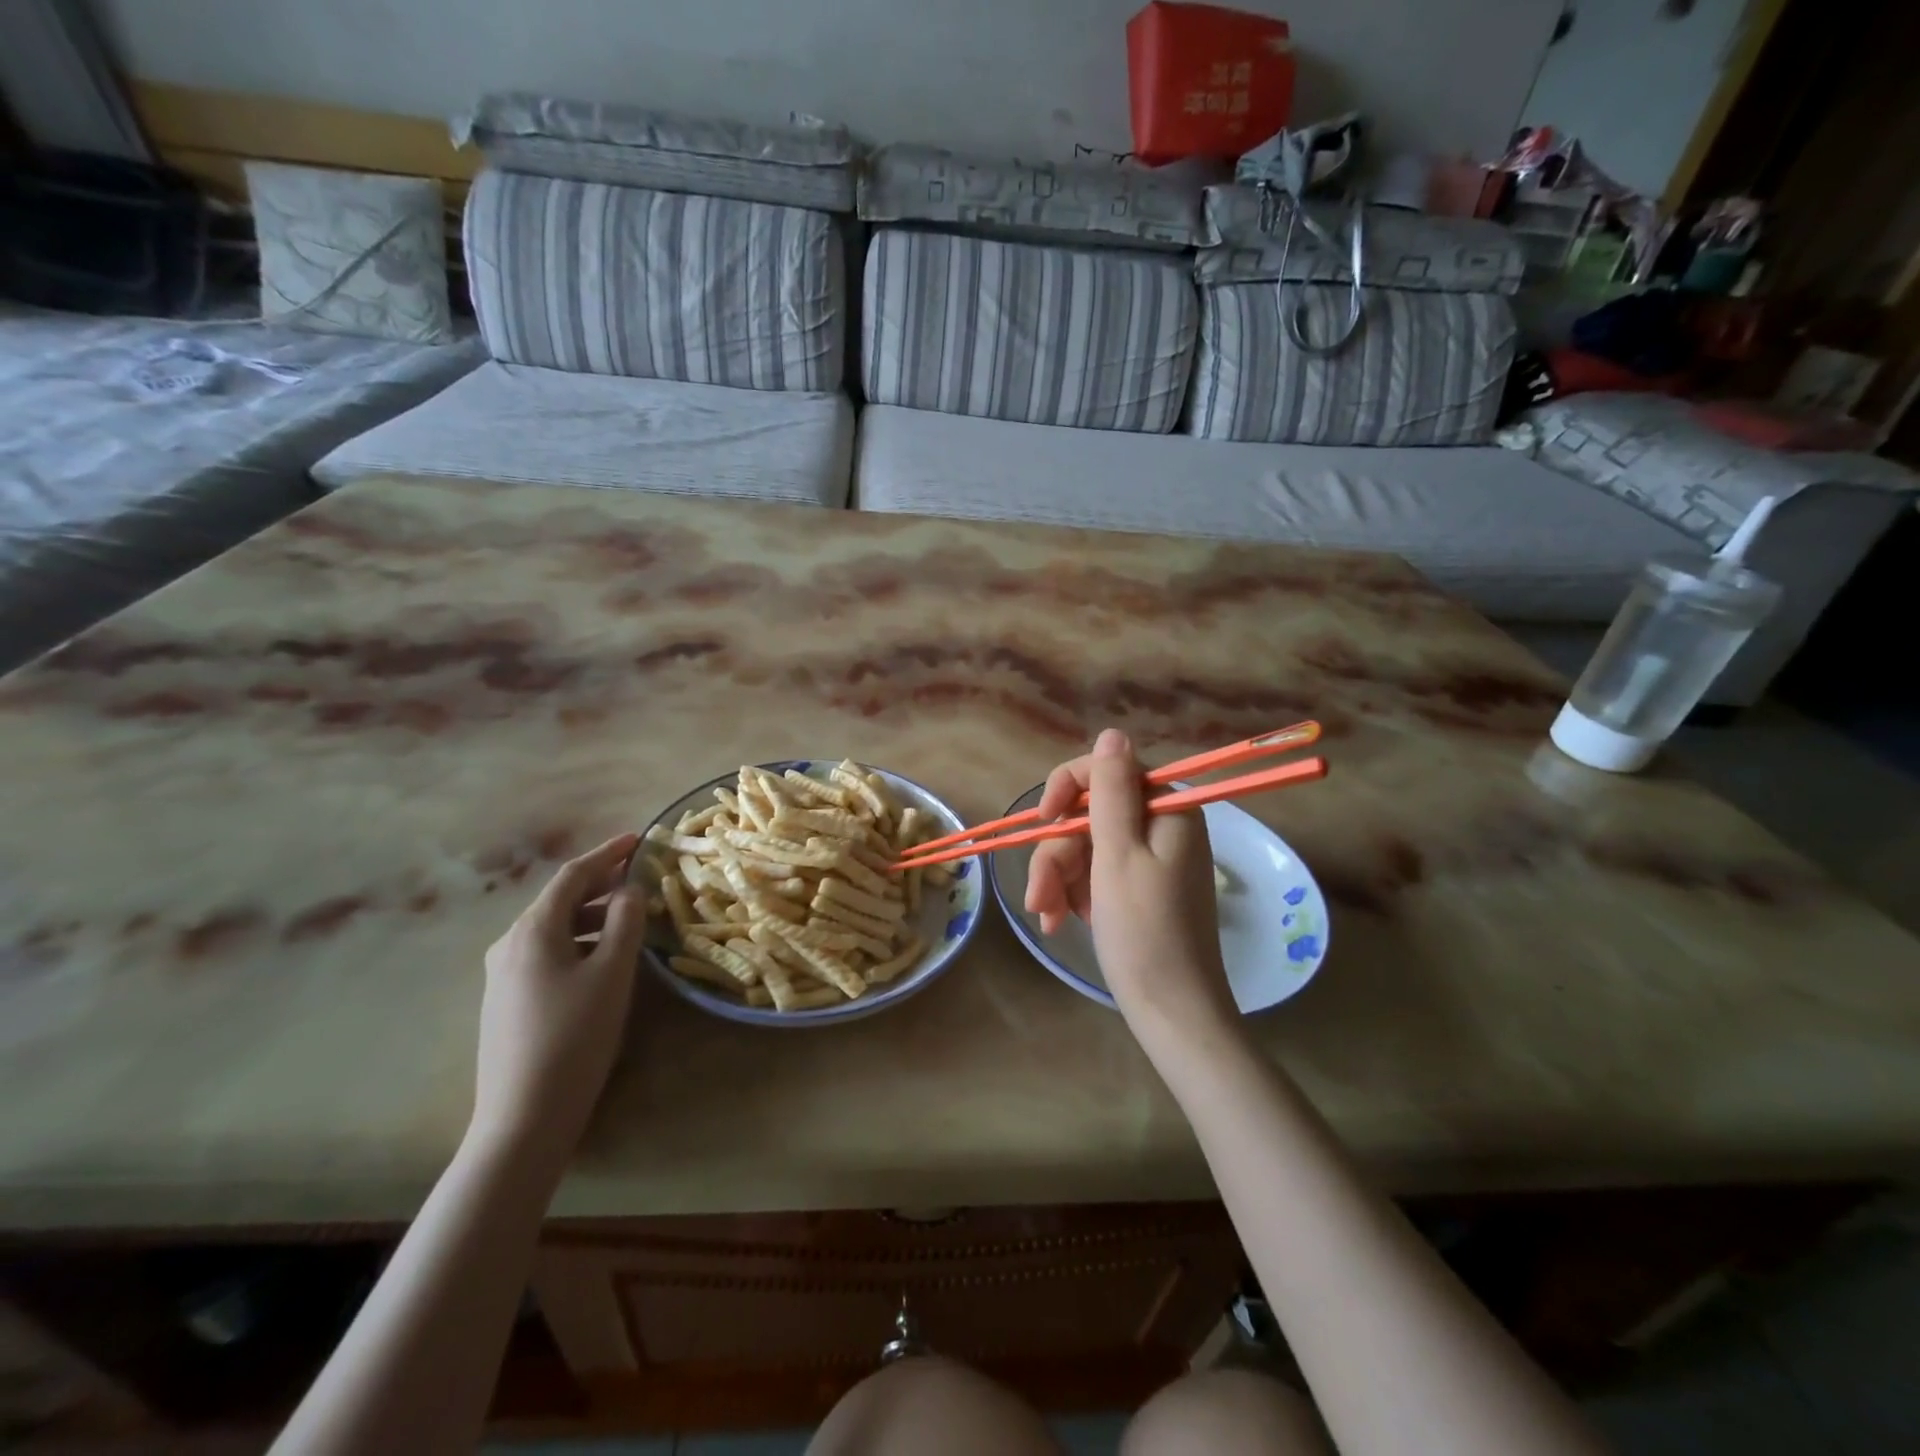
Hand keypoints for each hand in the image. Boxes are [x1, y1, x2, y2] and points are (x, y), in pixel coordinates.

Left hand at [470, 833, 647, 1164]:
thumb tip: (628, 890)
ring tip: (629, 921)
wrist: (523, 1117)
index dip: (607, 854)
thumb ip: (625, 922)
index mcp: (533, 930)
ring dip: (592, 916)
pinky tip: (600, 960)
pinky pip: (546, 954)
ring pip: (554, 929)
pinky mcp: (505, 1002)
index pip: (572, 876)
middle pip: (559, 900)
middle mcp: (509, 944)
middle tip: (640, 879)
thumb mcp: (612, 973)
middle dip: (601, 885)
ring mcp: (501, 976)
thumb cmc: (575, 1036)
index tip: (638, 840)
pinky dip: (578, 942)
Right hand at [1025, 729, 1238, 1044]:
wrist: (1172, 1012)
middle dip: (1057, 854)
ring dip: (1058, 879)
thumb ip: (1111, 791)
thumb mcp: (1119, 855)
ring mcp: (1151, 858)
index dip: (1066, 789)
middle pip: (1090, 815)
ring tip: (1048, 918)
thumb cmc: (1144, 932)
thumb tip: (1112, 733)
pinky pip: (1096, 873)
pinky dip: (1073, 893)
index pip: (1107, 771)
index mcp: (1167, 809)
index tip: (1042, 822)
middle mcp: (1161, 826)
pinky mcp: (1140, 887)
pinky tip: (1060, 921)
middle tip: (1039, 897)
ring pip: (1086, 846)